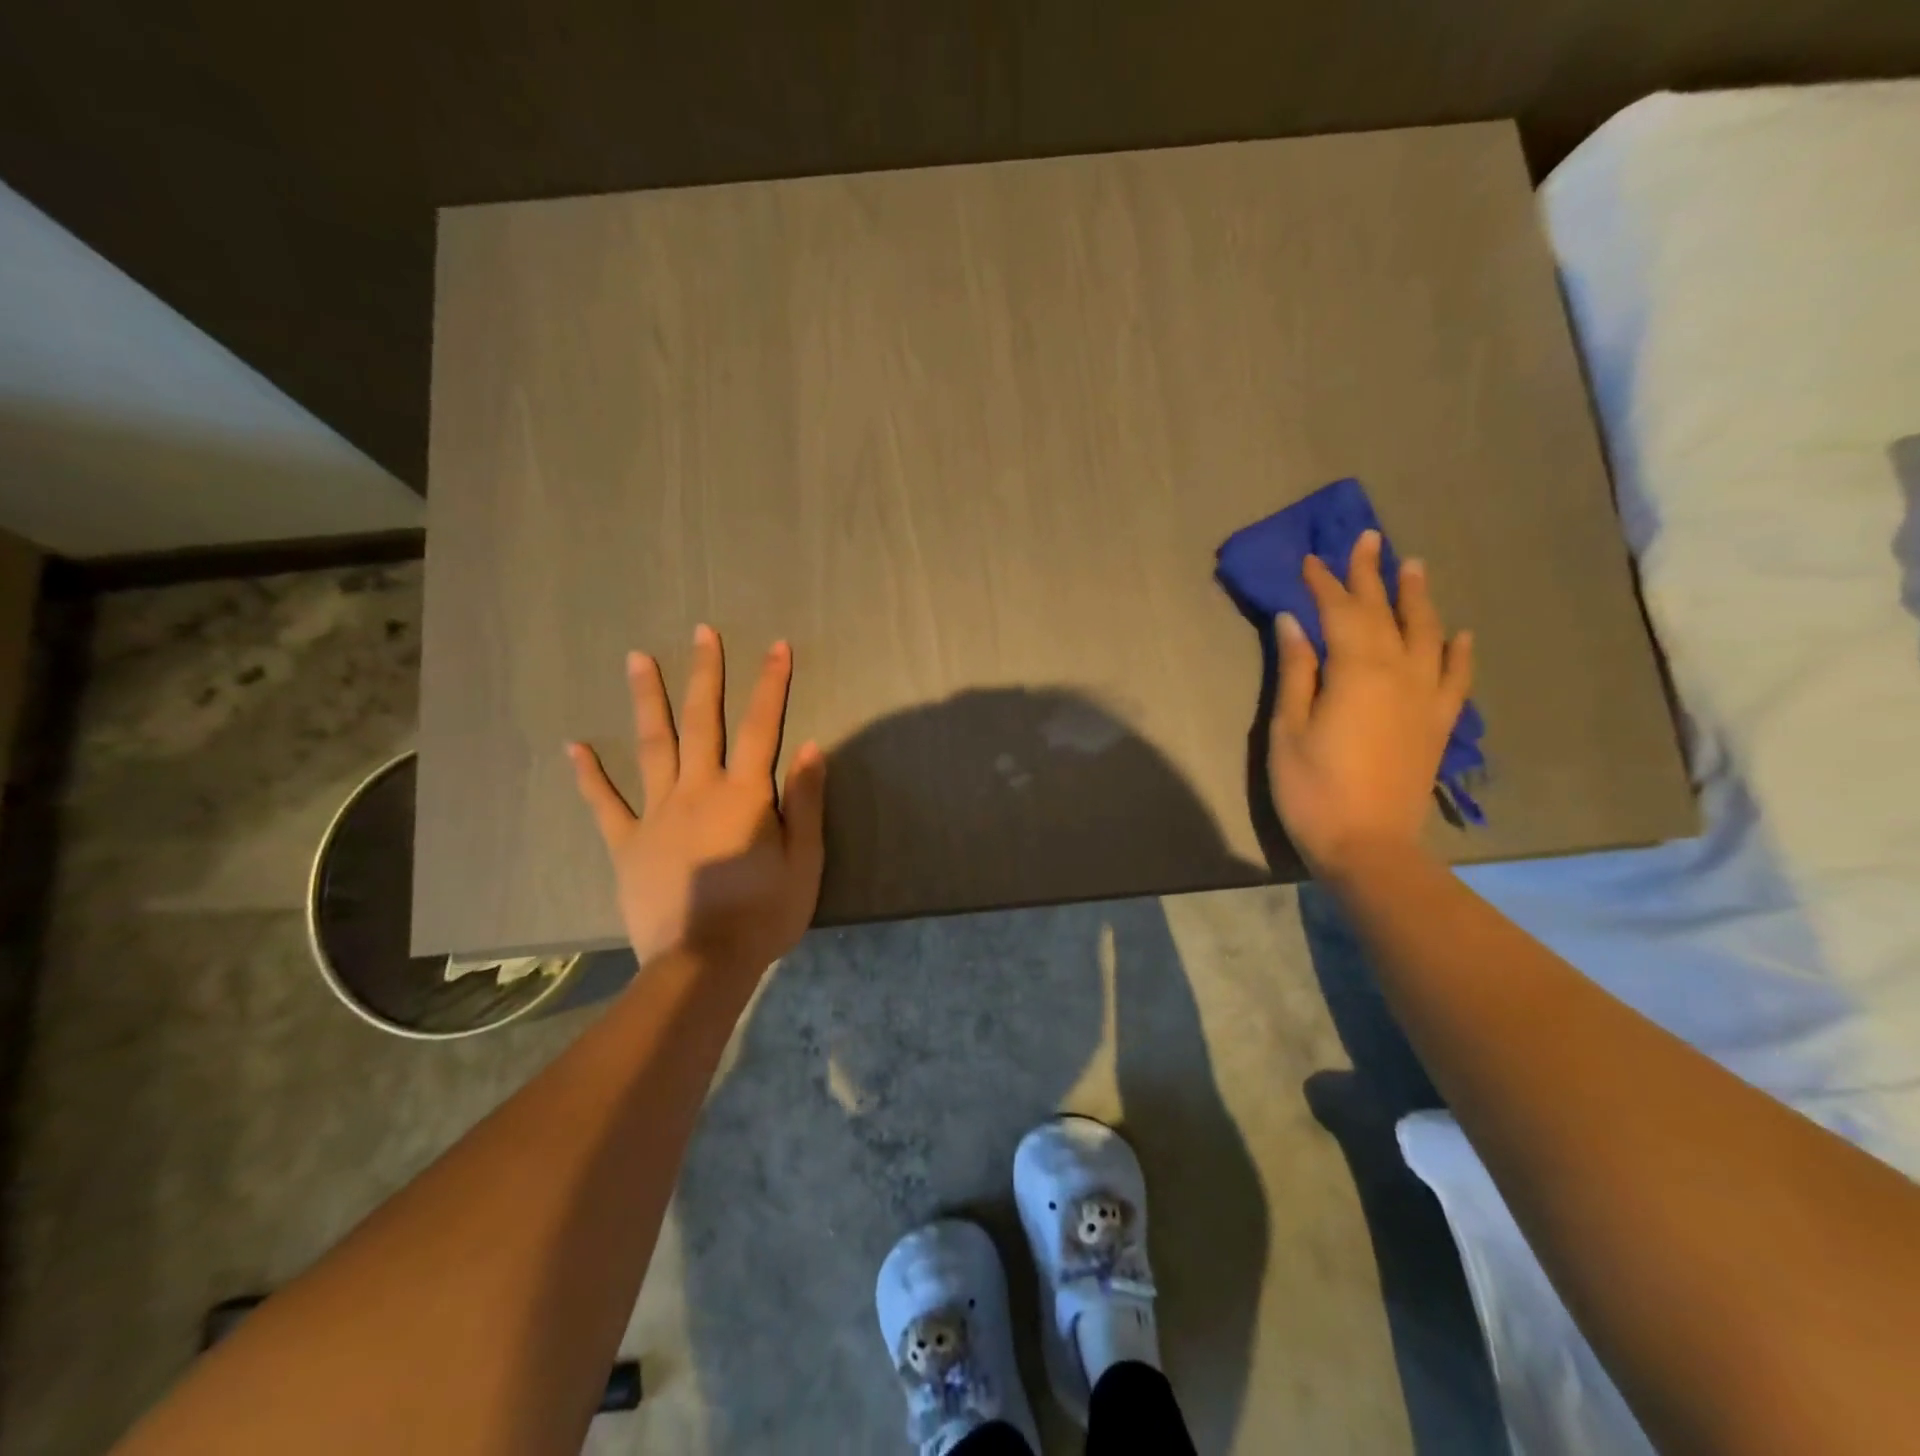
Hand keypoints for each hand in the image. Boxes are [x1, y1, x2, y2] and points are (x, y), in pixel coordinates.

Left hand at [567, 625, 826, 973]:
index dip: (771, 685)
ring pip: (651, 747)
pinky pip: (605, 804)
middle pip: (701, 722)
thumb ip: (805, 802)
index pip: (762, 727)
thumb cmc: (764, 914)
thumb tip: (810, 746)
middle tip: (701, 632)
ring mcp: (656, 815)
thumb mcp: (805, 861)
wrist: (702, 964)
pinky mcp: (627, 844)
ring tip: (636, 658)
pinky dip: (589, 775)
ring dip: (646, 700)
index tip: (776, 647)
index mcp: (744, 795)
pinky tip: (574, 746)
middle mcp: (697, 791)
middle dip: (705, 673)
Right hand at [1269, 530, 1473, 876]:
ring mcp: (1426, 698)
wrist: (1367, 846)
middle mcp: (1399, 674)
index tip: (1311, 558)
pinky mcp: (1439, 724)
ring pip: (1427, 635)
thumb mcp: (1287, 730)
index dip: (1325, 583)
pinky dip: (1459, 652)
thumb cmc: (1312, 789)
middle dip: (1372, 576)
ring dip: (1418, 599)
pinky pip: (1456, 678)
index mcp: (1356, 672)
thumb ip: (1296, 672)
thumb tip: (1293, 621)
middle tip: (1369, 539)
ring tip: (1414, 567)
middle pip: (1385, 613)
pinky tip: (1460, 633)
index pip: (1340, 613)